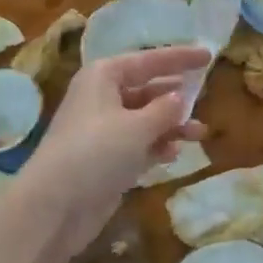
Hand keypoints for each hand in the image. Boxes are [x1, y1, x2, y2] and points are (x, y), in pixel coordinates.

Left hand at [21, 47, 207, 262]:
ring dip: (172, 125)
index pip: (149, 60)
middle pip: (146, 89)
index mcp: (104, 76)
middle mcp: (101, 97)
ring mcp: (102, 130)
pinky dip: (157, 146)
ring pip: (145, 119)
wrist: (54, 206)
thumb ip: (166, 109)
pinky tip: (174, 154)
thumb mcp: (138, 127)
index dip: (180, 57)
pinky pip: (138, 144)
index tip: (209, 56)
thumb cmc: (97, 152)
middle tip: (205, 98)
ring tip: (199, 134)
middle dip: (176, 96)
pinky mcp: (104, 159)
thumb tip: (180, 96)